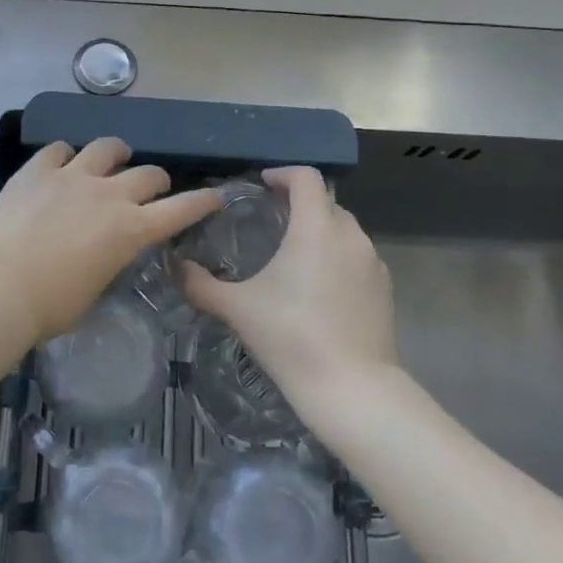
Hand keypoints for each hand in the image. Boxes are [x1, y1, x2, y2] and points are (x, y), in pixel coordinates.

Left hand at [0, 139, 220, 365]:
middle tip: (151, 187)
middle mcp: (109, 195)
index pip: (181, 210)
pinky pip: (59, 149)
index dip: (202, 202)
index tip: (216, 196)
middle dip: (156, 180)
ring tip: (113, 157)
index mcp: (130, 231)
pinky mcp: (38, 169)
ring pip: (107, 148)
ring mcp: (73, 176)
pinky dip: (66, 155)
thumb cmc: (49, 306)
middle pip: (148, 174)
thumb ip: (108, 262)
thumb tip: (104, 252)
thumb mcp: (93, 291)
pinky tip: (61, 163)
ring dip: (116, 153)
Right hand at [181, 167, 398, 410]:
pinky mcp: (385, 290)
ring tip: (295, 255)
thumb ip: (202, 285)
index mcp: (315, 228)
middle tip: (274, 219)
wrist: (352, 388)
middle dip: (301, 203)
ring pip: (346, 231)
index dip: (283, 174)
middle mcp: (350, 236)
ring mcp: (373, 263)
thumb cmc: (291, 337)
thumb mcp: (238, 309)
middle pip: (326, 202)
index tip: (264, 184)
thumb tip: (177, 268)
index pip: (306, 178)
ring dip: (322, 231)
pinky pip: (359, 259)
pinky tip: (320, 289)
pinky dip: (339, 258)